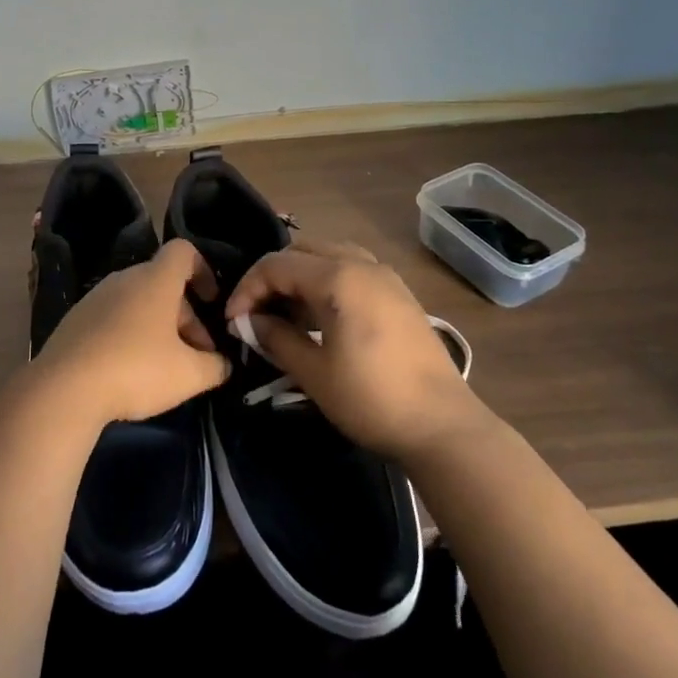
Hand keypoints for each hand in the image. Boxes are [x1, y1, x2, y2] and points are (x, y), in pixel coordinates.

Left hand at [31, 239, 230, 427]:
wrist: (64, 388)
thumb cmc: (136, 370)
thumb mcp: (190, 375)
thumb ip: (215, 366)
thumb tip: (223, 363)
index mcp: (155, 279)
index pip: (183, 251)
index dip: (204, 271)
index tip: (212, 302)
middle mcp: (124, 278)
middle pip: (162, 283)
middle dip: (185, 315)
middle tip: (196, 354)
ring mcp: (95, 297)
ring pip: (138, 302)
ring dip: (158, 327)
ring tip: (165, 367)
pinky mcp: (76, 319)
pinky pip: (113, 317)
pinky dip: (129, 334)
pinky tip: (130, 370)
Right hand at [225, 238, 487, 461]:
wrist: (443, 426)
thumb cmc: (371, 399)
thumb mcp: (313, 372)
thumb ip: (275, 338)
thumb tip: (249, 322)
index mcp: (338, 277)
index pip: (276, 265)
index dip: (247, 289)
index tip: (235, 322)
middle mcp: (361, 263)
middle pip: (301, 250)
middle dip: (272, 277)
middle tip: (258, 313)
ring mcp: (384, 276)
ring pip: (328, 255)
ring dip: (300, 277)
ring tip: (287, 315)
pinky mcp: (398, 293)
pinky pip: (351, 269)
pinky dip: (326, 282)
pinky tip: (321, 318)